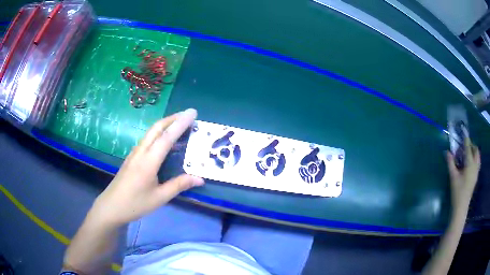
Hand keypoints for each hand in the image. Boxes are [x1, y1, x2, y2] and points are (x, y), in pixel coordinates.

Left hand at [87, 109, 203, 227]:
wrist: (111, 206)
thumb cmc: (135, 204)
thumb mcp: (159, 197)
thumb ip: (179, 185)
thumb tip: (200, 179)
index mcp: (148, 161)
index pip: (166, 137)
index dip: (180, 124)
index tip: (192, 112)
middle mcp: (141, 152)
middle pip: (156, 128)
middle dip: (173, 118)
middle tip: (188, 114)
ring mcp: (134, 153)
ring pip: (151, 132)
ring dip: (166, 124)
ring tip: (180, 124)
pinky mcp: (132, 157)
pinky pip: (147, 140)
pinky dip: (159, 134)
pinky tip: (164, 141)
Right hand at [446, 137, 480, 212]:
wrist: (461, 207)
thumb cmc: (457, 191)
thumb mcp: (453, 177)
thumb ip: (450, 163)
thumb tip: (447, 152)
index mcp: (470, 164)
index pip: (468, 148)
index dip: (466, 140)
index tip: (463, 134)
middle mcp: (475, 165)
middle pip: (476, 150)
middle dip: (471, 145)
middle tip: (465, 146)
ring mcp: (476, 171)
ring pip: (478, 156)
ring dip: (474, 152)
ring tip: (468, 153)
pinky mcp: (476, 176)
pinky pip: (478, 163)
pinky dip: (475, 159)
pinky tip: (470, 163)